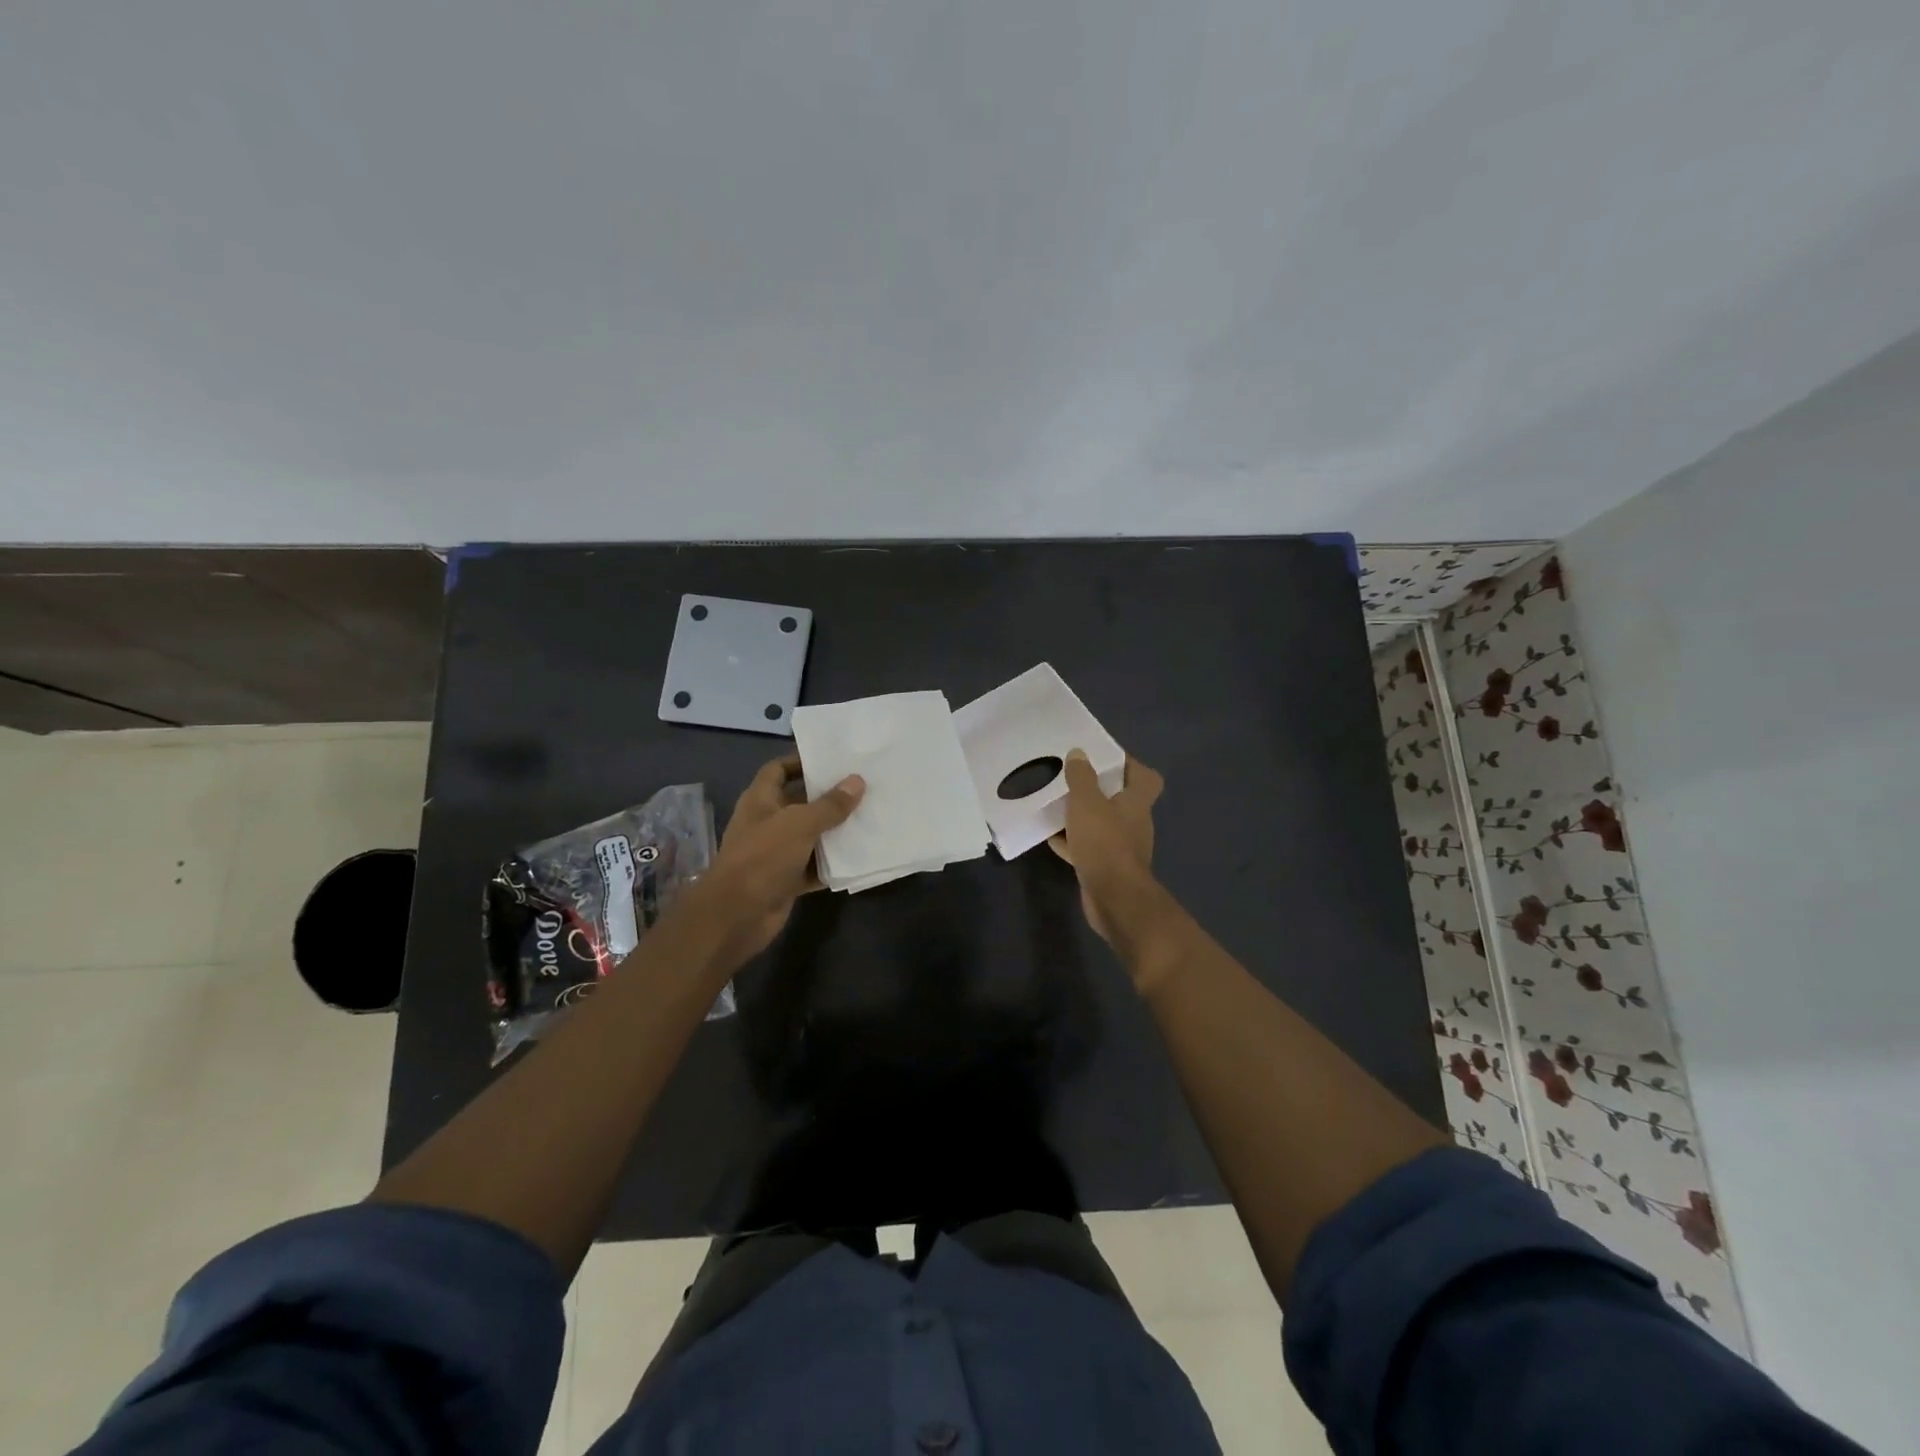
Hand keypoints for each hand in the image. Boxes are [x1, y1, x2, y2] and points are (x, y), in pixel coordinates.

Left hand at [697, 755, 863, 963]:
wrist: (737, 915)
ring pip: (810, 836)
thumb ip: (830, 804)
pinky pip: (814, 866)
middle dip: (828, 796)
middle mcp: (767, 823)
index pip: (778, 770)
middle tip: (863, 786)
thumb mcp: (800, 824)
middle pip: (800, 802)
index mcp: (760, 800)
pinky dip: (832, 863)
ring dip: (835, 831)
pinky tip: (859, 855)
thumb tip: (857, 781)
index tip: (832, 760)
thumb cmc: (763, 857)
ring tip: (869, 816)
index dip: (801, 762)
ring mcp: (776, 853)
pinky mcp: (786, 880)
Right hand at [1048, 751, 1163, 944]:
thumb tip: (1079, 753)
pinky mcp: (1107, 867)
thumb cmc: (1104, 843)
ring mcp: (1121, 848)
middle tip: (1072, 779)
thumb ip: (1081, 777)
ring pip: (1101, 824)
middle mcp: (1134, 823)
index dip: (1129, 765)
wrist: (1114, 898)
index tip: (1104, 758)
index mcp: (1136, 803)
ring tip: (1057, 806)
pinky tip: (1052, 838)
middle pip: (1120, 800)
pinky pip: (1088, 847)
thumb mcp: (1087, 802)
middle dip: (1097, 790)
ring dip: (1082, 817)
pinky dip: (1073, 842)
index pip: (1145, 777)